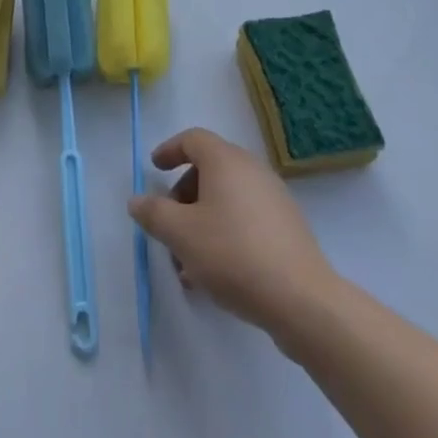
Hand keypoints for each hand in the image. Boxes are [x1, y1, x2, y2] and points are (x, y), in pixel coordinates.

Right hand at [129, 127, 337, 339]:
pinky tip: (215, 274)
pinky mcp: (286, 226)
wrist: (301, 298)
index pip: (193, 139)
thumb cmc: (233, 254)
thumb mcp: (181, 234)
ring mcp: (273, 197)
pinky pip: (245, 218)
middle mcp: (251, 169)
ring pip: (226, 199)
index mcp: (225, 160)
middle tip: (168, 228)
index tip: (154, 169)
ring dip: (201, 222)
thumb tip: (137, 200)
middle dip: (183, 197)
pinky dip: (224, 233)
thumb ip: (154, 213)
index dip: (170, 150)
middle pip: (209, 170)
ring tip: (187, 264)